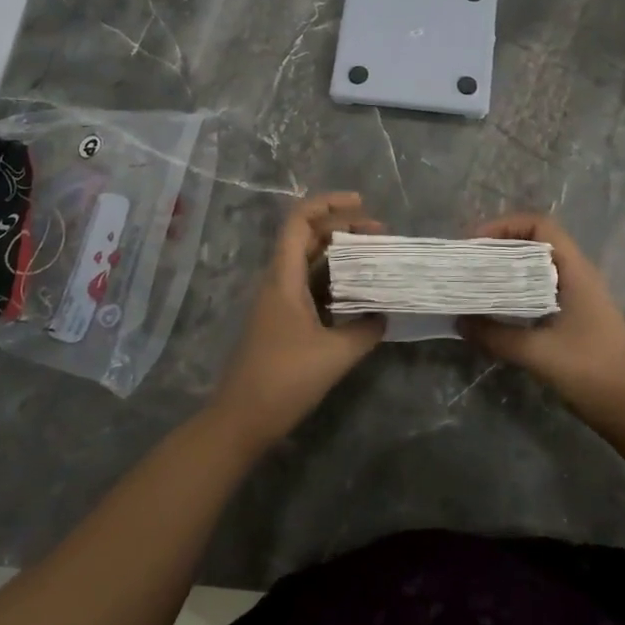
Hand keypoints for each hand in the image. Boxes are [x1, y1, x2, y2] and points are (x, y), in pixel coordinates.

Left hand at [212, 192, 386, 447]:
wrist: (241, 420)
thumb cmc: (284, 380)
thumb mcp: (335, 355)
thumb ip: (364, 330)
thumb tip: (384, 316)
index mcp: (284, 277)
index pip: (301, 221)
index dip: (329, 204)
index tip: (362, 204)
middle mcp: (278, 280)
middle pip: (307, 235)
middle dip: (342, 226)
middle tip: (379, 233)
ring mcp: (277, 300)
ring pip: (308, 260)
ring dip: (339, 252)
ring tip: (374, 255)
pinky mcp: (281, 319)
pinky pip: (308, 283)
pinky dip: (333, 277)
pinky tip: (357, 291)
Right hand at [462, 213, 624, 429]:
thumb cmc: (590, 371)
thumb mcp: (538, 353)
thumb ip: (496, 335)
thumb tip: (460, 321)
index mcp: (576, 271)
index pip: (540, 225)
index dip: (506, 226)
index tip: (476, 243)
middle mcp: (578, 274)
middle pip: (536, 242)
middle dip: (500, 246)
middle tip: (470, 262)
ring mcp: (579, 295)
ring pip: (537, 266)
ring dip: (508, 269)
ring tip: (477, 281)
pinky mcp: (576, 315)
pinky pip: (541, 288)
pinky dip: (517, 289)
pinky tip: (498, 307)